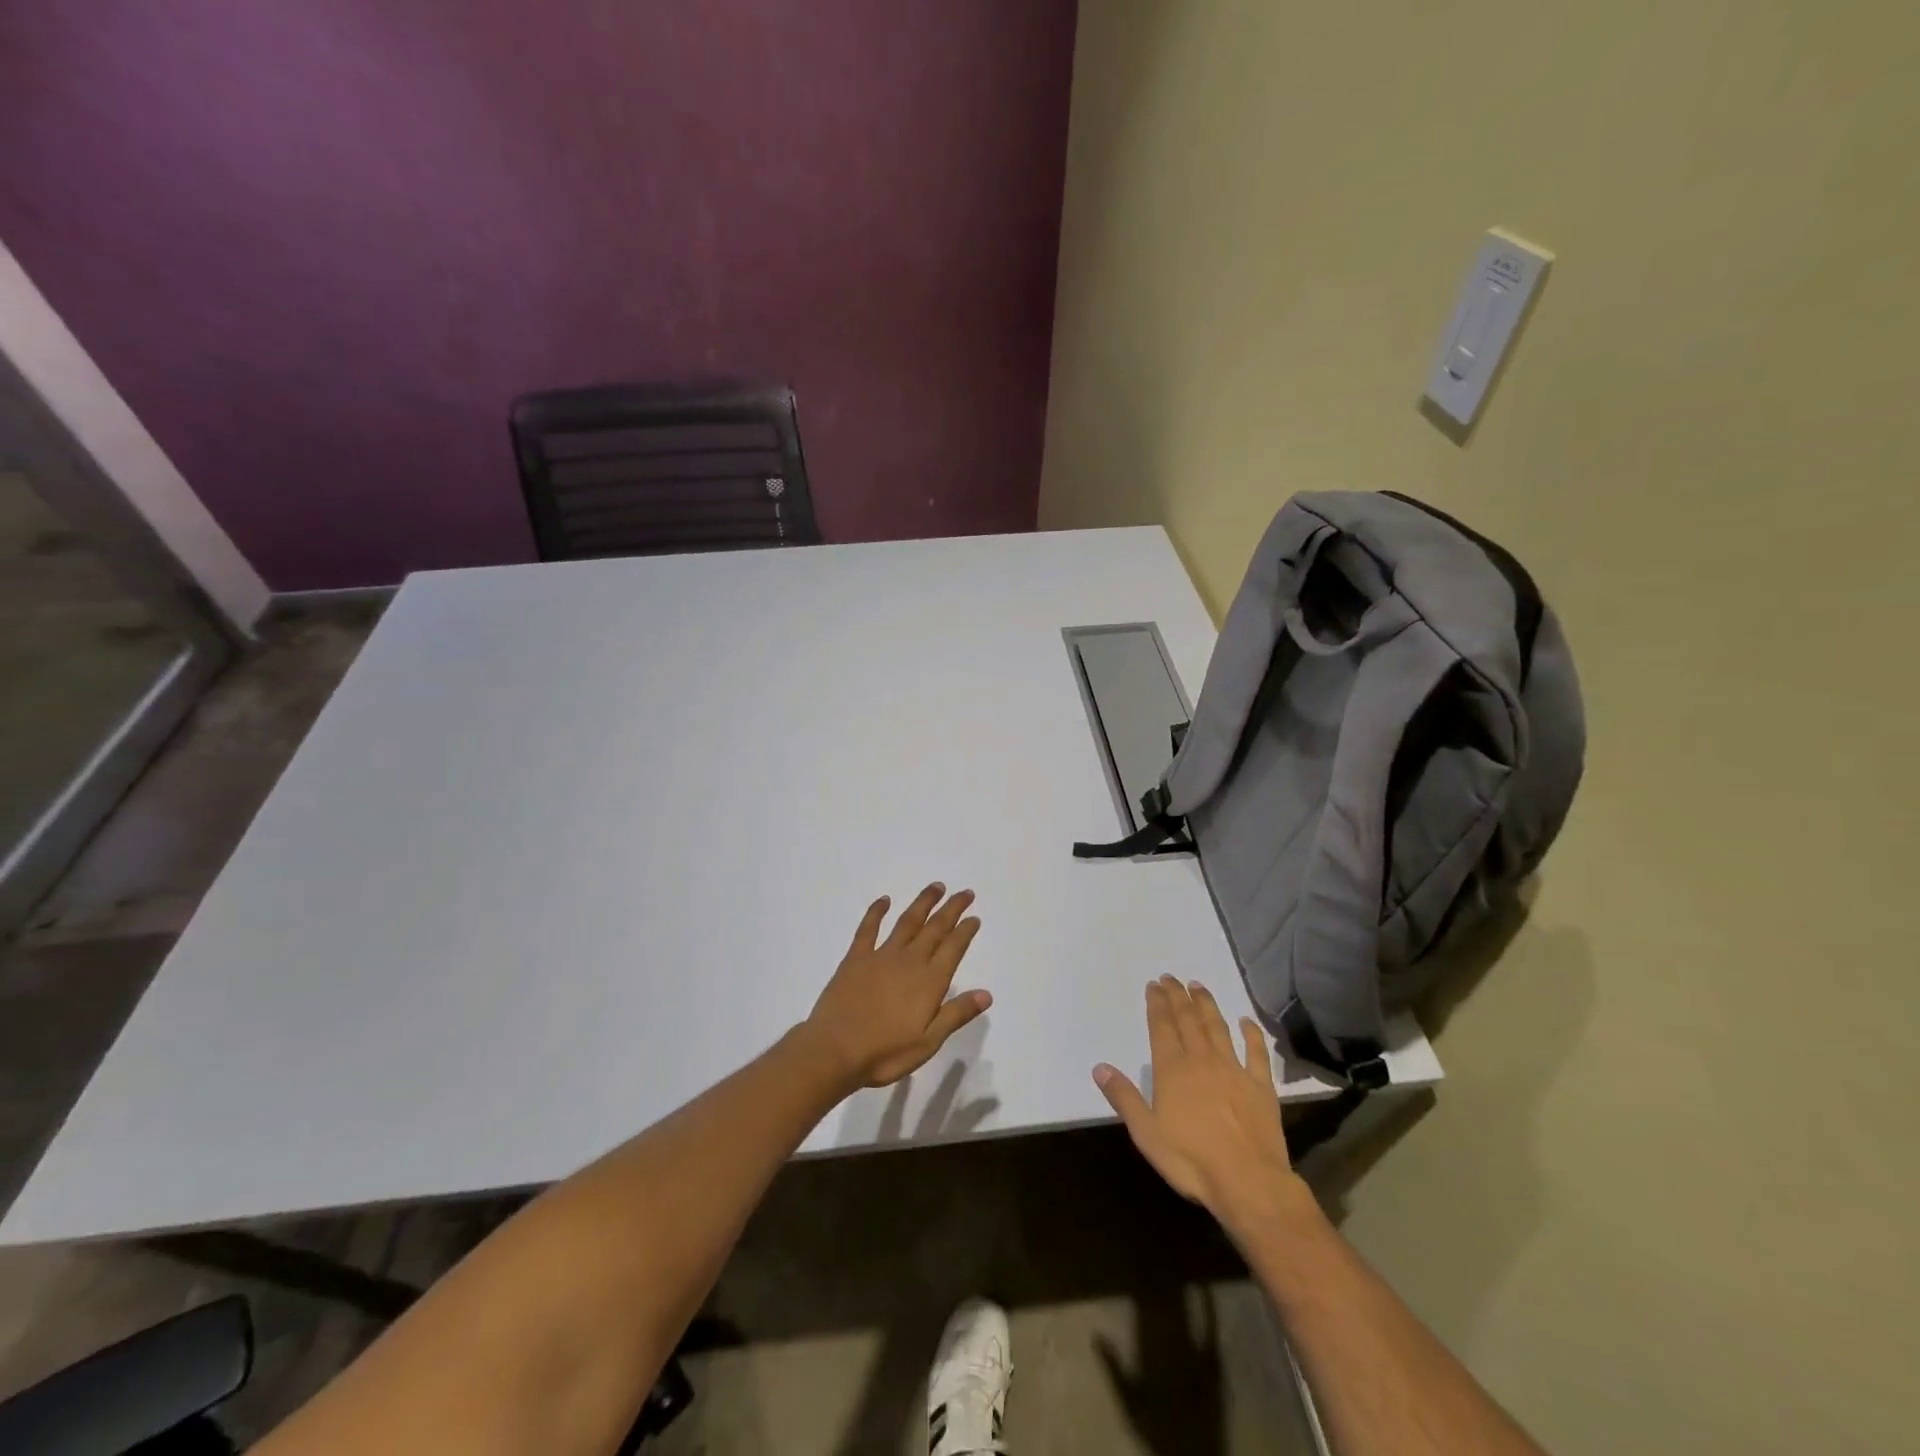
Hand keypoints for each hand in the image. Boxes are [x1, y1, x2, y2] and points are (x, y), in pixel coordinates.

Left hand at [803, 884, 990, 1089]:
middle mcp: (909, 961)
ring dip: (923, 903)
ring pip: (907, 921)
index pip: (953, 948)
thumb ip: (956, 1014)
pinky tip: (884, 900)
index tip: (974, 917)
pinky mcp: (856, 958)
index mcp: (929, 982)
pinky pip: (868, 928)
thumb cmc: (885, 1053)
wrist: (834, 1050)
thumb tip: (986, 994)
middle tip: (965, 892)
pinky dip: (877, 912)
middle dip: (952, 909)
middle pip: (935, 928)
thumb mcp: (928, 1042)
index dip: (965, 931)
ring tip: (936, 887)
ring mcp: (881, 956)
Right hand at [1093, 976, 1304, 1233]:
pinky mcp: (1261, 1086)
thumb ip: (1124, 1097)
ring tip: (1198, 986)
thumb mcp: (1146, 1133)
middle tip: (1171, 978)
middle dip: (1178, 996)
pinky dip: (1251, 1034)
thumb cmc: (1191, 1160)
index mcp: (1172, 1070)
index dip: (1157, 1004)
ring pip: (1218, 1028)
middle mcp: (1202, 1060)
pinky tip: (1246, 1020)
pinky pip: (1256, 1053)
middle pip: (1188, 1020)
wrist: (1248, 1182)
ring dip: (1207, 1005)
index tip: (1154, 984)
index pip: (1162, 1027)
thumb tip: (1099, 1067)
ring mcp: (1234, 1070)